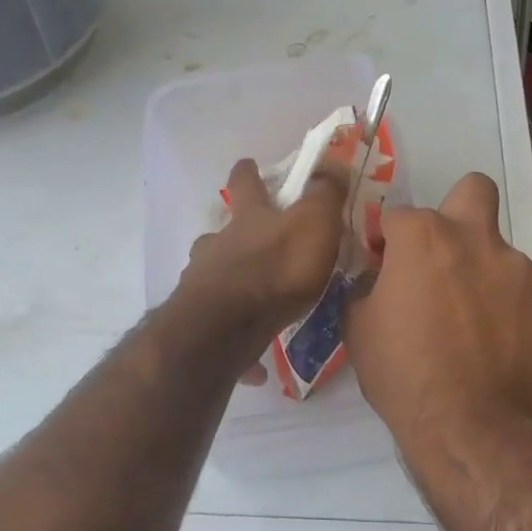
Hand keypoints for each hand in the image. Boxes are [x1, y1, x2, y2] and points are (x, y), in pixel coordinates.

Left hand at [177, 158, 347, 362]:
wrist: (227, 326)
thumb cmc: (277, 269)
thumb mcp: (314, 223)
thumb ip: (325, 194)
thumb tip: (331, 163)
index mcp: (248, 219)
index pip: (245, 183)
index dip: (248, 172)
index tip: (248, 165)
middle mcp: (218, 246)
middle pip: (221, 232)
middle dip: (235, 235)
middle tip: (255, 247)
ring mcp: (202, 283)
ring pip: (213, 276)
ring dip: (231, 284)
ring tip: (254, 306)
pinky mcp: (200, 323)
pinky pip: (221, 331)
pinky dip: (236, 341)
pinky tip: (256, 367)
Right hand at [345, 172, 531, 451]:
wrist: (469, 428)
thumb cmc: (402, 374)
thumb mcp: (357, 327)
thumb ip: (367, 285)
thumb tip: (380, 275)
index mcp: (423, 236)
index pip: (398, 216)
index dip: (388, 241)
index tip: (385, 266)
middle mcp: (476, 239)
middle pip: (474, 190)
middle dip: (459, 210)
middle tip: (445, 255)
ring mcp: (521, 270)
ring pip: (501, 255)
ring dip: (485, 277)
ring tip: (475, 327)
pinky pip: (530, 297)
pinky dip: (516, 313)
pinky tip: (503, 347)